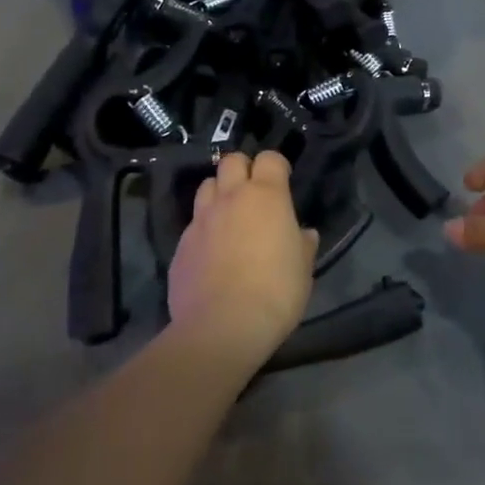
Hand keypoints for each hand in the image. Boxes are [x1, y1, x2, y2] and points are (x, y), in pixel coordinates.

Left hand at [168, 151, 317, 355]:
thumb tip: (304, 234)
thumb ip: (302, 245)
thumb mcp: (303, 270)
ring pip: (206, 186)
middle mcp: (230, 198)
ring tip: (229, 216)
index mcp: (266, 197)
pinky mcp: (181, 245)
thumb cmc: (275, 293)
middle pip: (231, 161)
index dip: (276, 166)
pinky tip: (211, 252)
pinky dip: (204, 229)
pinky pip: (193, 224)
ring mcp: (201, 220)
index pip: (270, 158)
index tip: (283, 181)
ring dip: (219, 193)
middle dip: (243, 169)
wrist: (222, 327)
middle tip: (254, 193)